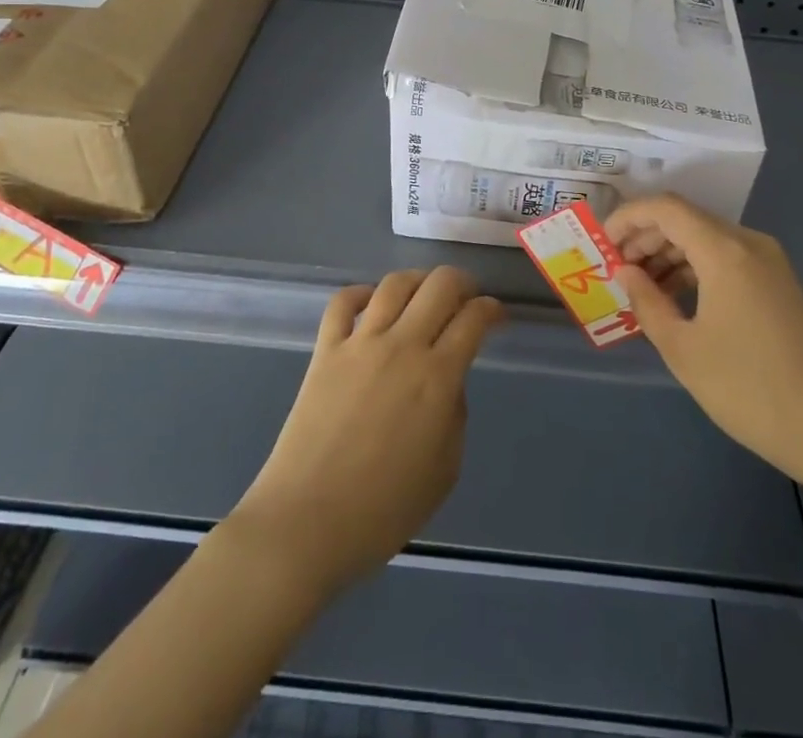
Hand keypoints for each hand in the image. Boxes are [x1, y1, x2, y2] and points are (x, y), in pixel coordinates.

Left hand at [228, 267, 502, 597]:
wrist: (305, 524)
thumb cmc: (382, 511)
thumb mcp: (444, 472)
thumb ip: (455, 416)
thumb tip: (447, 383)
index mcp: (437, 378)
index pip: (474, 319)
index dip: (492, 309)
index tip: (497, 316)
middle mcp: (402, 346)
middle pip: (440, 285)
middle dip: (462, 283)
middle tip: (468, 298)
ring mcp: (359, 343)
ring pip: (395, 284)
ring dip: (418, 279)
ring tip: (425, 292)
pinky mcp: (324, 351)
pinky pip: (342, 302)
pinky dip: (361, 293)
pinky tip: (371, 303)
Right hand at [610, 196, 802, 491]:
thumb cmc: (750, 390)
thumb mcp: (684, 349)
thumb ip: (647, 302)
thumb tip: (624, 271)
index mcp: (724, 251)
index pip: (665, 208)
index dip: (627, 218)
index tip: (602, 245)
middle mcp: (748, 243)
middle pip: (685, 219)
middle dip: (645, 237)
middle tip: (616, 269)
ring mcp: (768, 262)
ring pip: (705, 237)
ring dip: (668, 253)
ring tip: (640, 287)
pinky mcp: (778, 283)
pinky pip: (725, 257)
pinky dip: (694, 267)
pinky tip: (676, 298)